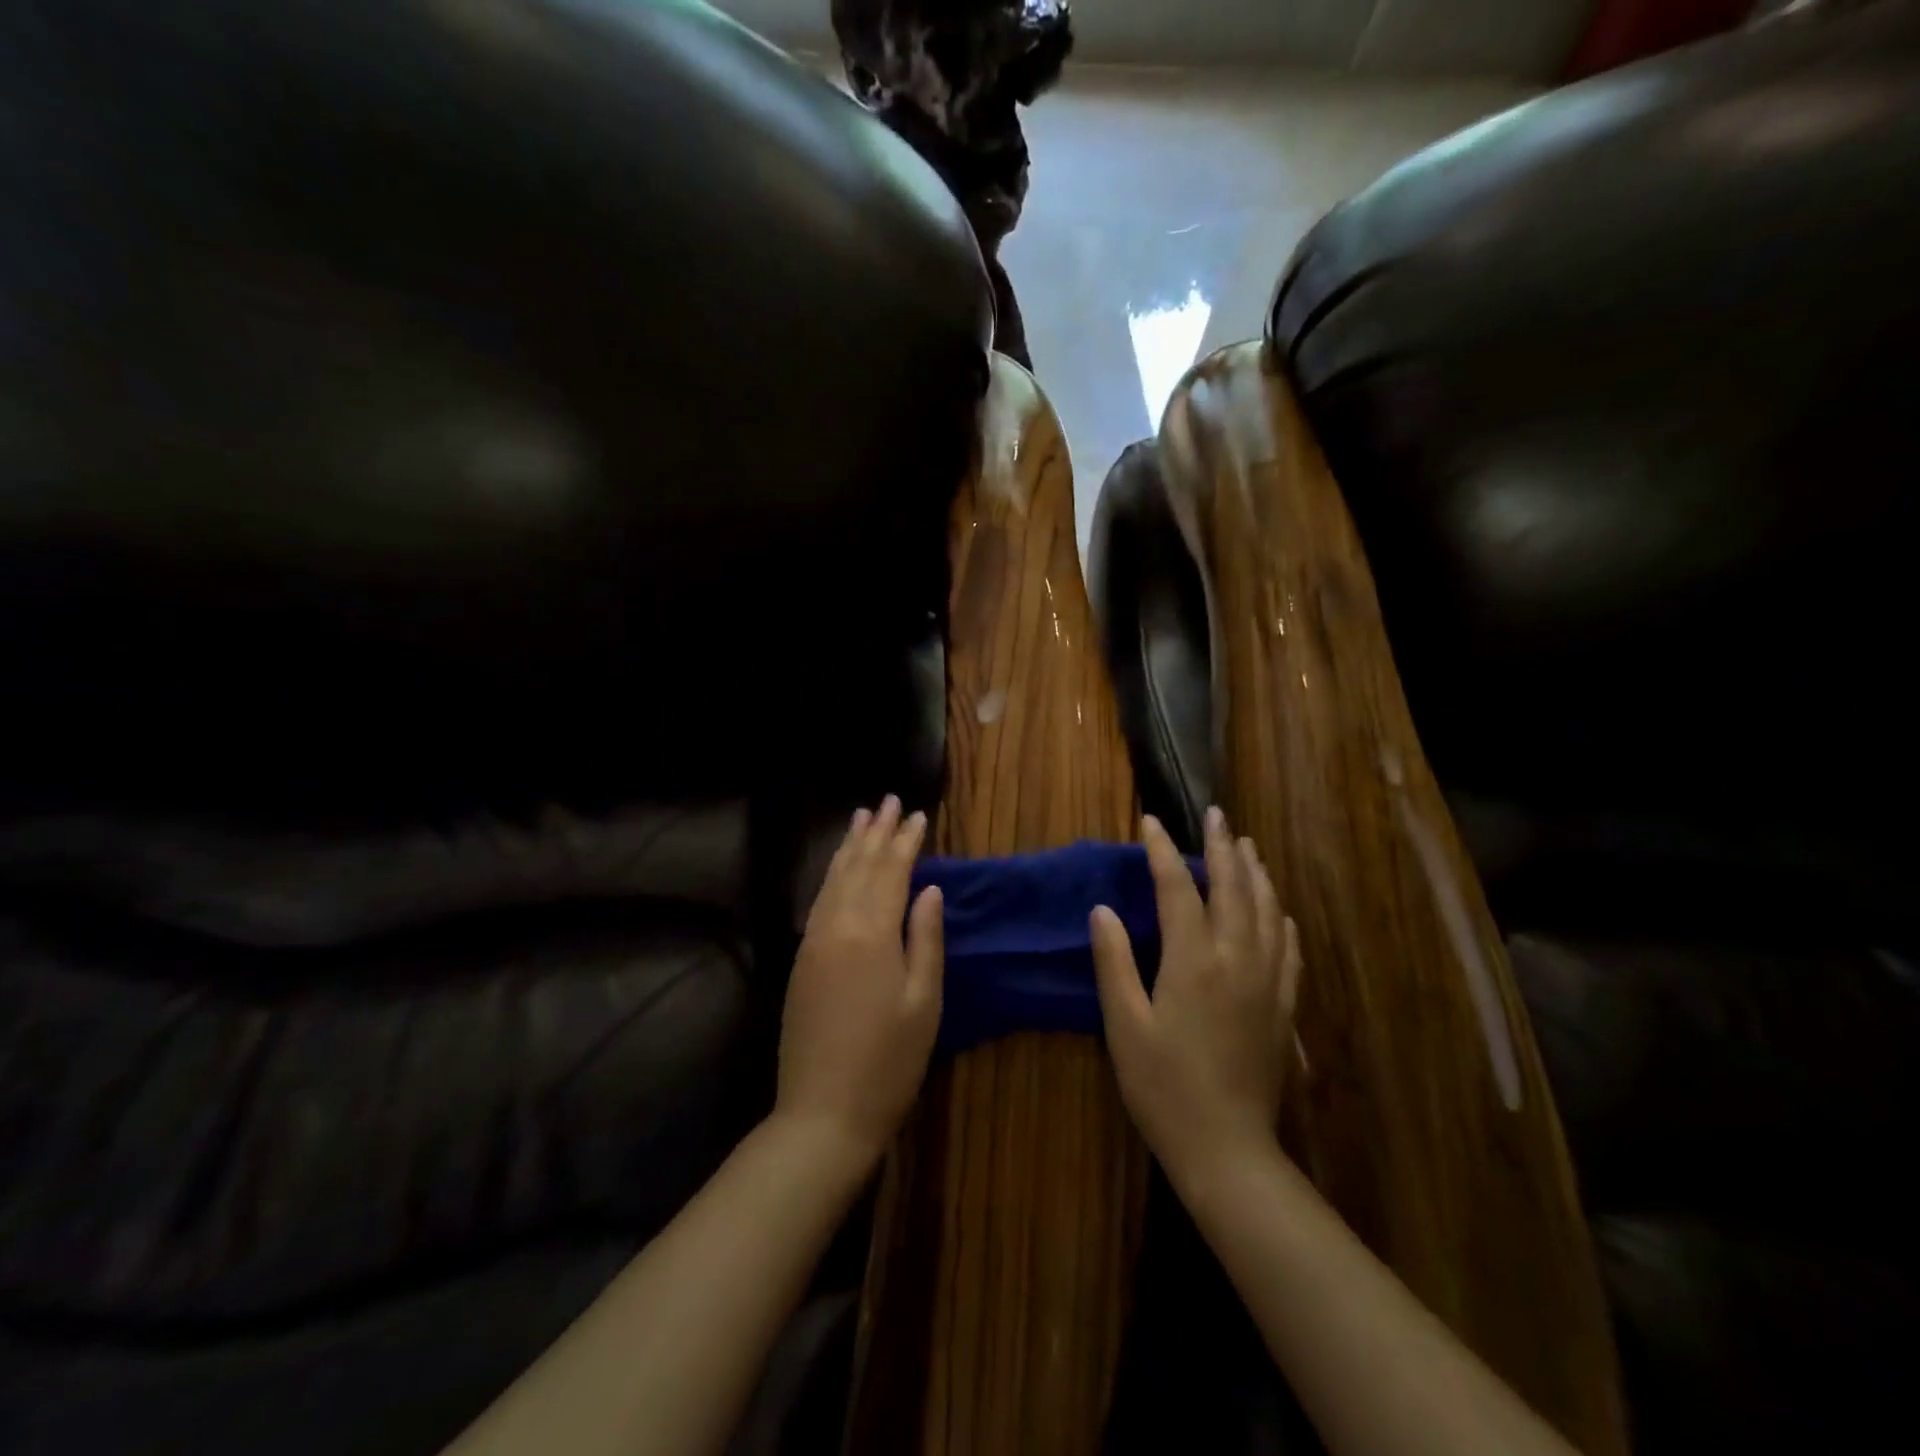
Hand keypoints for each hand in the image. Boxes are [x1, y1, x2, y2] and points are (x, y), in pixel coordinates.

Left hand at [776, 796, 942, 1168]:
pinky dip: (832, 875)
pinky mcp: (802, 960)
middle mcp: (837, 926)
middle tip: (888, 800)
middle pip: (858, 866)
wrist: (823, 1113)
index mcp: (871, 933)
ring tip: (861, 817)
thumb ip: (926, 938)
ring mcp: (813, 942)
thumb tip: (930, 888)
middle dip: (876, 832)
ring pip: (833, 879)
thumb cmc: (888, 1061)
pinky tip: (839, 868)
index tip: (918, 814)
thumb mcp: (923, 1001)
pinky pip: (819, 901)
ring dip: (849, 846)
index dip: (906, 841)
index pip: (891, 872)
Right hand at [1091, 808, 1301, 1186]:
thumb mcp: (1124, 1025)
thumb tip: (1103, 910)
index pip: (1177, 888)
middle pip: (1233, 888)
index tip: (1151, 822)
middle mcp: (1236, 959)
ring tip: (1247, 846)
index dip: (1162, 851)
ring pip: (1268, 911)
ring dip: (1256, 873)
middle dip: (1222, 847)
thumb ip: (1114, 962)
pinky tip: (1278, 910)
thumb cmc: (1163, 1087)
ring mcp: (1267, 981)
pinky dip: (1282, 918)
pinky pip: (1289, 948)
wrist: (1227, 1149)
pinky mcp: (1283, 1006)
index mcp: (1192, 960)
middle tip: (1216, 814)